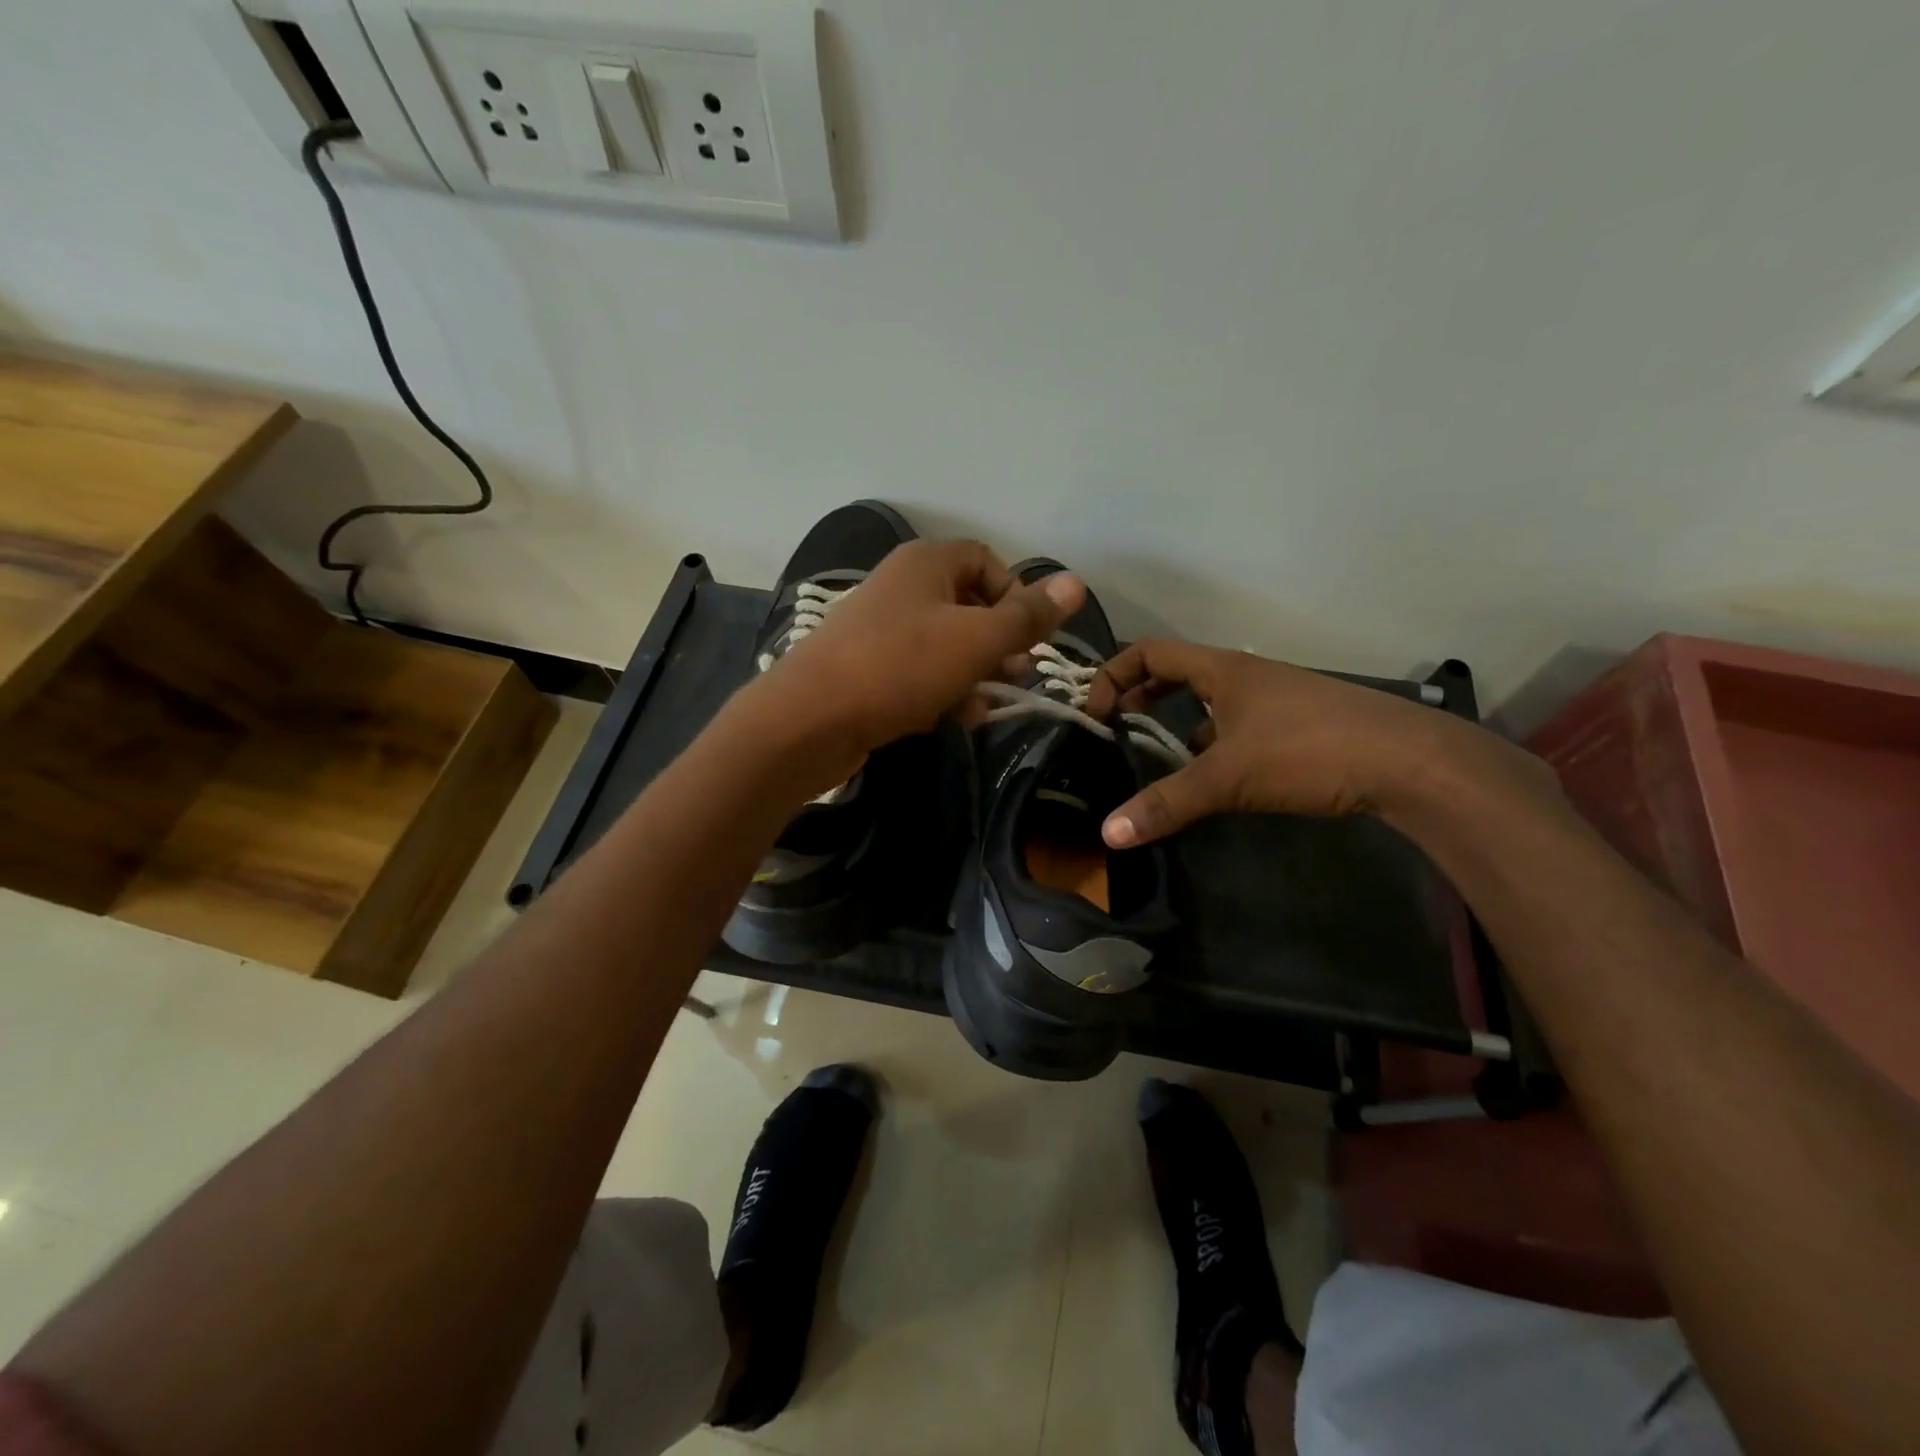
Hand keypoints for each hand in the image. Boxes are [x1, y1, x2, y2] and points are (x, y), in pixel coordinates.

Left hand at [750, 538, 1084, 760]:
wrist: (810, 720)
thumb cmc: (900, 667)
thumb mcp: (976, 640)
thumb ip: (1027, 617)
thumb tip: (1076, 583)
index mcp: (926, 564)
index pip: (986, 561)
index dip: (1015, 594)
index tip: (1028, 635)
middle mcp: (901, 587)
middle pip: (967, 605)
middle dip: (998, 643)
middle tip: (1015, 675)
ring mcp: (879, 629)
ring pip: (944, 645)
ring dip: (973, 674)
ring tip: (984, 706)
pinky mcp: (866, 669)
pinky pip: (917, 673)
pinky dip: (940, 692)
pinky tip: (952, 719)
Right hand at [1086, 640, 1560, 846]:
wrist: (1411, 762)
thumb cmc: (1309, 750)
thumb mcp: (1228, 777)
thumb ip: (1167, 803)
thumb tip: (1108, 834)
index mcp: (1223, 669)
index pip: (1150, 652)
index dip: (1114, 674)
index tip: (1097, 713)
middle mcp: (1247, 676)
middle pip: (1178, 673)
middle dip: (1141, 697)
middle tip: (1116, 729)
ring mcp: (1276, 701)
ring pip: (1210, 703)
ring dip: (1178, 724)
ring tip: (1157, 761)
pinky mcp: (1298, 727)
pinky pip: (1239, 727)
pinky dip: (1214, 746)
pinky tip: (1213, 780)